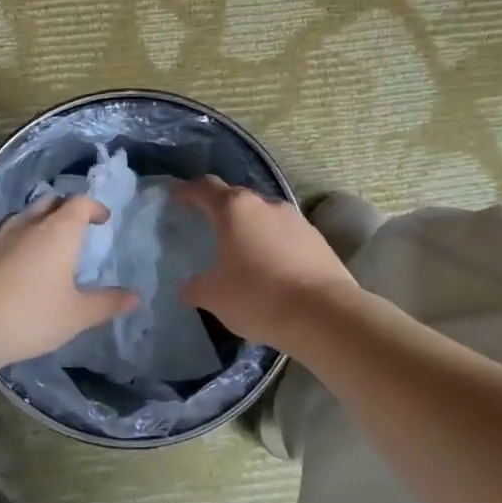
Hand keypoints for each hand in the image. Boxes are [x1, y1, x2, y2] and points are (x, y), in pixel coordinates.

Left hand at [0, 196, 137, 375]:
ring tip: (44, 247)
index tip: (102, 219)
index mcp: (56, 231)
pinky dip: (13, 242)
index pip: (79, 203)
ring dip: (37, 223)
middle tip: (75, 228)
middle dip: (65, 210)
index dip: (93, 207)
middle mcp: (25, 223)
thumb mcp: (74, 316)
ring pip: (21, 216)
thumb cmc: (27, 317)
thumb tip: (135, 297)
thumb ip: (106, 304)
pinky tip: (12, 268)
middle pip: (49, 201)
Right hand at [175, 178, 359, 349]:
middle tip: (205, 228)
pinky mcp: (316, 238)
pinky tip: (269, 267)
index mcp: (234, 209)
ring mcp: (295, 219)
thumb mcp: (215, 297)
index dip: (187, 191)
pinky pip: (284, 234)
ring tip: (238, 250)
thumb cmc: (259, 297)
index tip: (176, 198)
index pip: (204, 187)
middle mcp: (265, 204)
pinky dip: (271, 243)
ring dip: (248, 227)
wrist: (325, 315)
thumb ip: (196, 287)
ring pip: (263, 215)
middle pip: (235, 197)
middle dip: (218, 209)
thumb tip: (188, 287)